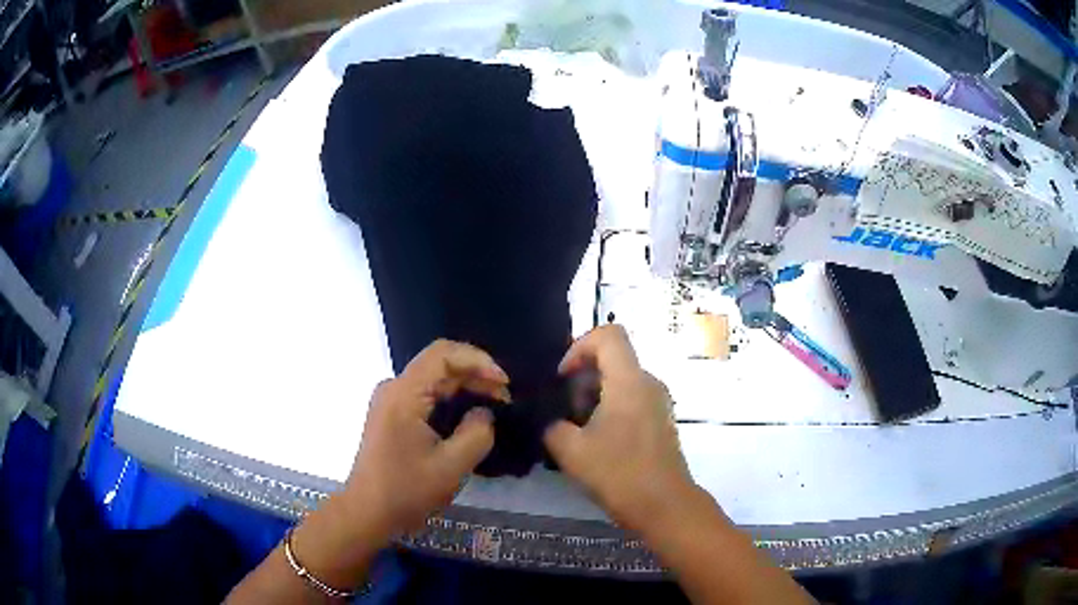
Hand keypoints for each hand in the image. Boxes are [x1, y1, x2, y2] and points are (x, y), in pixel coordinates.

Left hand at [341, 339, 509, 538]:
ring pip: (433, 379)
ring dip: (465, 387)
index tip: (504, 383)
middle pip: (439, 364)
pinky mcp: (391, 414)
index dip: (478, 360)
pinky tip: (469, 415)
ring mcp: (390, 400)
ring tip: (494, 405)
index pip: (442, 354)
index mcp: (403, 394)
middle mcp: (393, 388)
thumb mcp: (451, 467)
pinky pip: (425, 394)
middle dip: (476, 375)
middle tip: (506, 399)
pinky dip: (451, 399)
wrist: (367, 512)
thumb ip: (476, 434)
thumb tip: (485, 412)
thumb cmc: (406, 491)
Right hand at [544, 325, 697, 532]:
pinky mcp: (660, 422)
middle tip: (564, 411)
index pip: (608, 334)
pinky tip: (596, 443)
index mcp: (629, 380)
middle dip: (581, 378)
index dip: (579, 346)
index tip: (563, 378)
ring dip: (593, 397)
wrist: (664, 506)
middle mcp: (649, 383)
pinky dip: (609, 409)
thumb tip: (549, 420)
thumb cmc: (619, 473)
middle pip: (613, 359)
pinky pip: (631, 400)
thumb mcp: (570, 451)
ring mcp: (658, 403)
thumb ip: (551, 426)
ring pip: (620, 381)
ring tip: (576, 431)